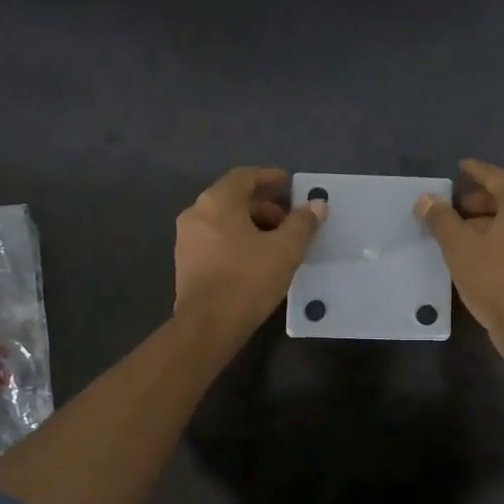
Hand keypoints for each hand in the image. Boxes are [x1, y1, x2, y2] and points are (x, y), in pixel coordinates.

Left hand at [174, 167, 325, 347]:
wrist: (207, 326)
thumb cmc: (247, 279)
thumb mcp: (285, 249)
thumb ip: (302, 223)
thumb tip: (317, 205)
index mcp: (217, 201)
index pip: (244, 176)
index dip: (269, 177)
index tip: (289, 183)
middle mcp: (196, 213)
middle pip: (234, 199)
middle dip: (264, 206)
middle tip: (290, 221)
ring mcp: (186, 239)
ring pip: (224, 221)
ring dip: (252, 225)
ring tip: (278, 243)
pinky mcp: (186, 263)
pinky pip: (215, 240)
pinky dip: (237, 241)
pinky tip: (257, 260)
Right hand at [417, 159, 503, 361]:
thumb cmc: (492, 279)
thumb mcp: (458, 246)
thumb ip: (441, 219)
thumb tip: (426, 199)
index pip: (497, 177)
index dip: (477, 170)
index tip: (461, 166)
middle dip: (483, 198)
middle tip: (458, 206)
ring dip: (492, 218)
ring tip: (464, 230)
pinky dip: (503, 234)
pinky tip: (482, 250)